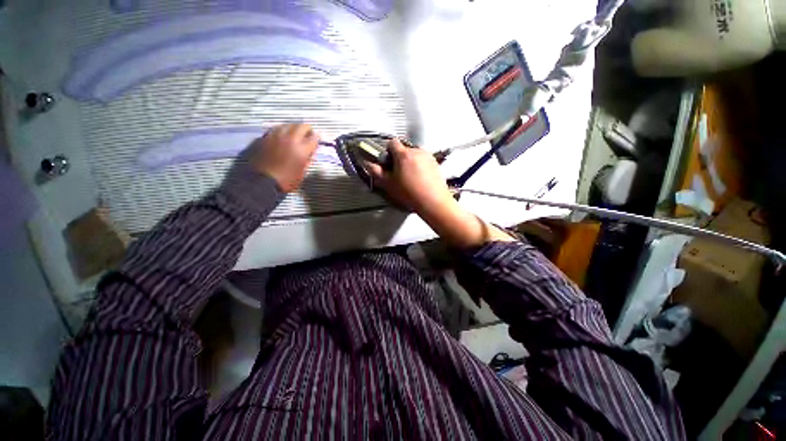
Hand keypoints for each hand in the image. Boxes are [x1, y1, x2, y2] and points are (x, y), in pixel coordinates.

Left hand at [241, 124, 319, 191]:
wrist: (263, 181)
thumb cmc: (287, 180)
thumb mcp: (303, 172)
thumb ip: (308, 159)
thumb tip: (311, 152)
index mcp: (302, 149)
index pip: (314, 137)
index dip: (317, 138)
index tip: (318, 139)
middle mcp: (290, 139)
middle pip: (301, 126)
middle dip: (307, 129)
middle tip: (308, 134)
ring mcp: (277, 136)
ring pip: (288, 124)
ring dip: (294, 128)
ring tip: (295, 133)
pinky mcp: (266, 137)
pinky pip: (277, 128)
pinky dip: (282, 130)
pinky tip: (283, 135)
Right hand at [365, 139, 454, 214]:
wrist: (433, 201)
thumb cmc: (409, 193)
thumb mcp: (389, 184)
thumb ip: (376, 172)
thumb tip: (367, 163)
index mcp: (403, 154)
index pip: (392, 142)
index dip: (387, 151)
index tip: (387, 161)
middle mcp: (416, 151)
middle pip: (404, 148)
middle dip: (399, 157)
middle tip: (398, 172)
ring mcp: (428, 156)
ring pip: (414, 154)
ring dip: (410, 161)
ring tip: (410, 177)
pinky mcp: (436, 162)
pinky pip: (424, 159)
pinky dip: (420, 165)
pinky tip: (420, 178)